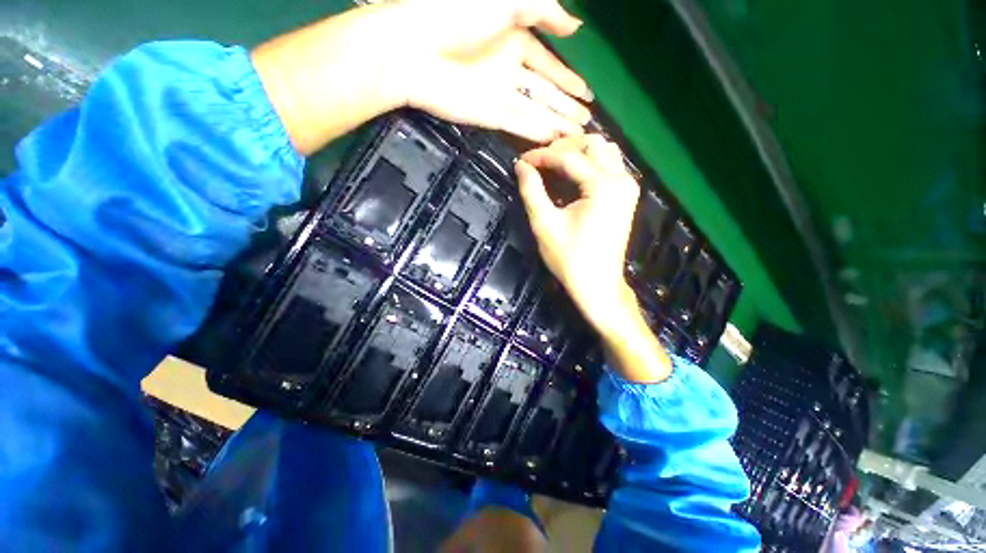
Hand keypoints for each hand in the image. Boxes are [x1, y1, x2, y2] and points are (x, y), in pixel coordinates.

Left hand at [393, 0, 592, 142]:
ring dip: (557, 123)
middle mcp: (509, 68)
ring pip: (536, 111)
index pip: (548, 64)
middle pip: (545, 91)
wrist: (415, 50)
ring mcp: (500, 95)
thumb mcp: (507, 0)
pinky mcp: (491, 116)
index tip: (587, 93)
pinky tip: (554, 140)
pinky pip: (521, 125)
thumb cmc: (457, 13)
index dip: (568, 78)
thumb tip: (576, 24)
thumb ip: (544, 11)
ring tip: (577, 134)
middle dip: (566, 106)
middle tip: (587, 121)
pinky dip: (537, 133)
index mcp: (514, 37)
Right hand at [516, 135, 671, 381]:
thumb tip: (521, 166)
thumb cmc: (569, 259)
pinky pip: (609, 166)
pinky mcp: (626, 196)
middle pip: (592, 144)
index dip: (541, 156)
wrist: (597, 285)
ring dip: (578, 153)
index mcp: (603, 186)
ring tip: (553, 165)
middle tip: (539, 161)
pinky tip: (571, 174)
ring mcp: (627, 187)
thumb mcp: (544, 224)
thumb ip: (532, 191)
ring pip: (604, 151)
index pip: (568, 157)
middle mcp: (621, 179)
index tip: (521, 162)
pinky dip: (589, 163)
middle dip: (563, 148)